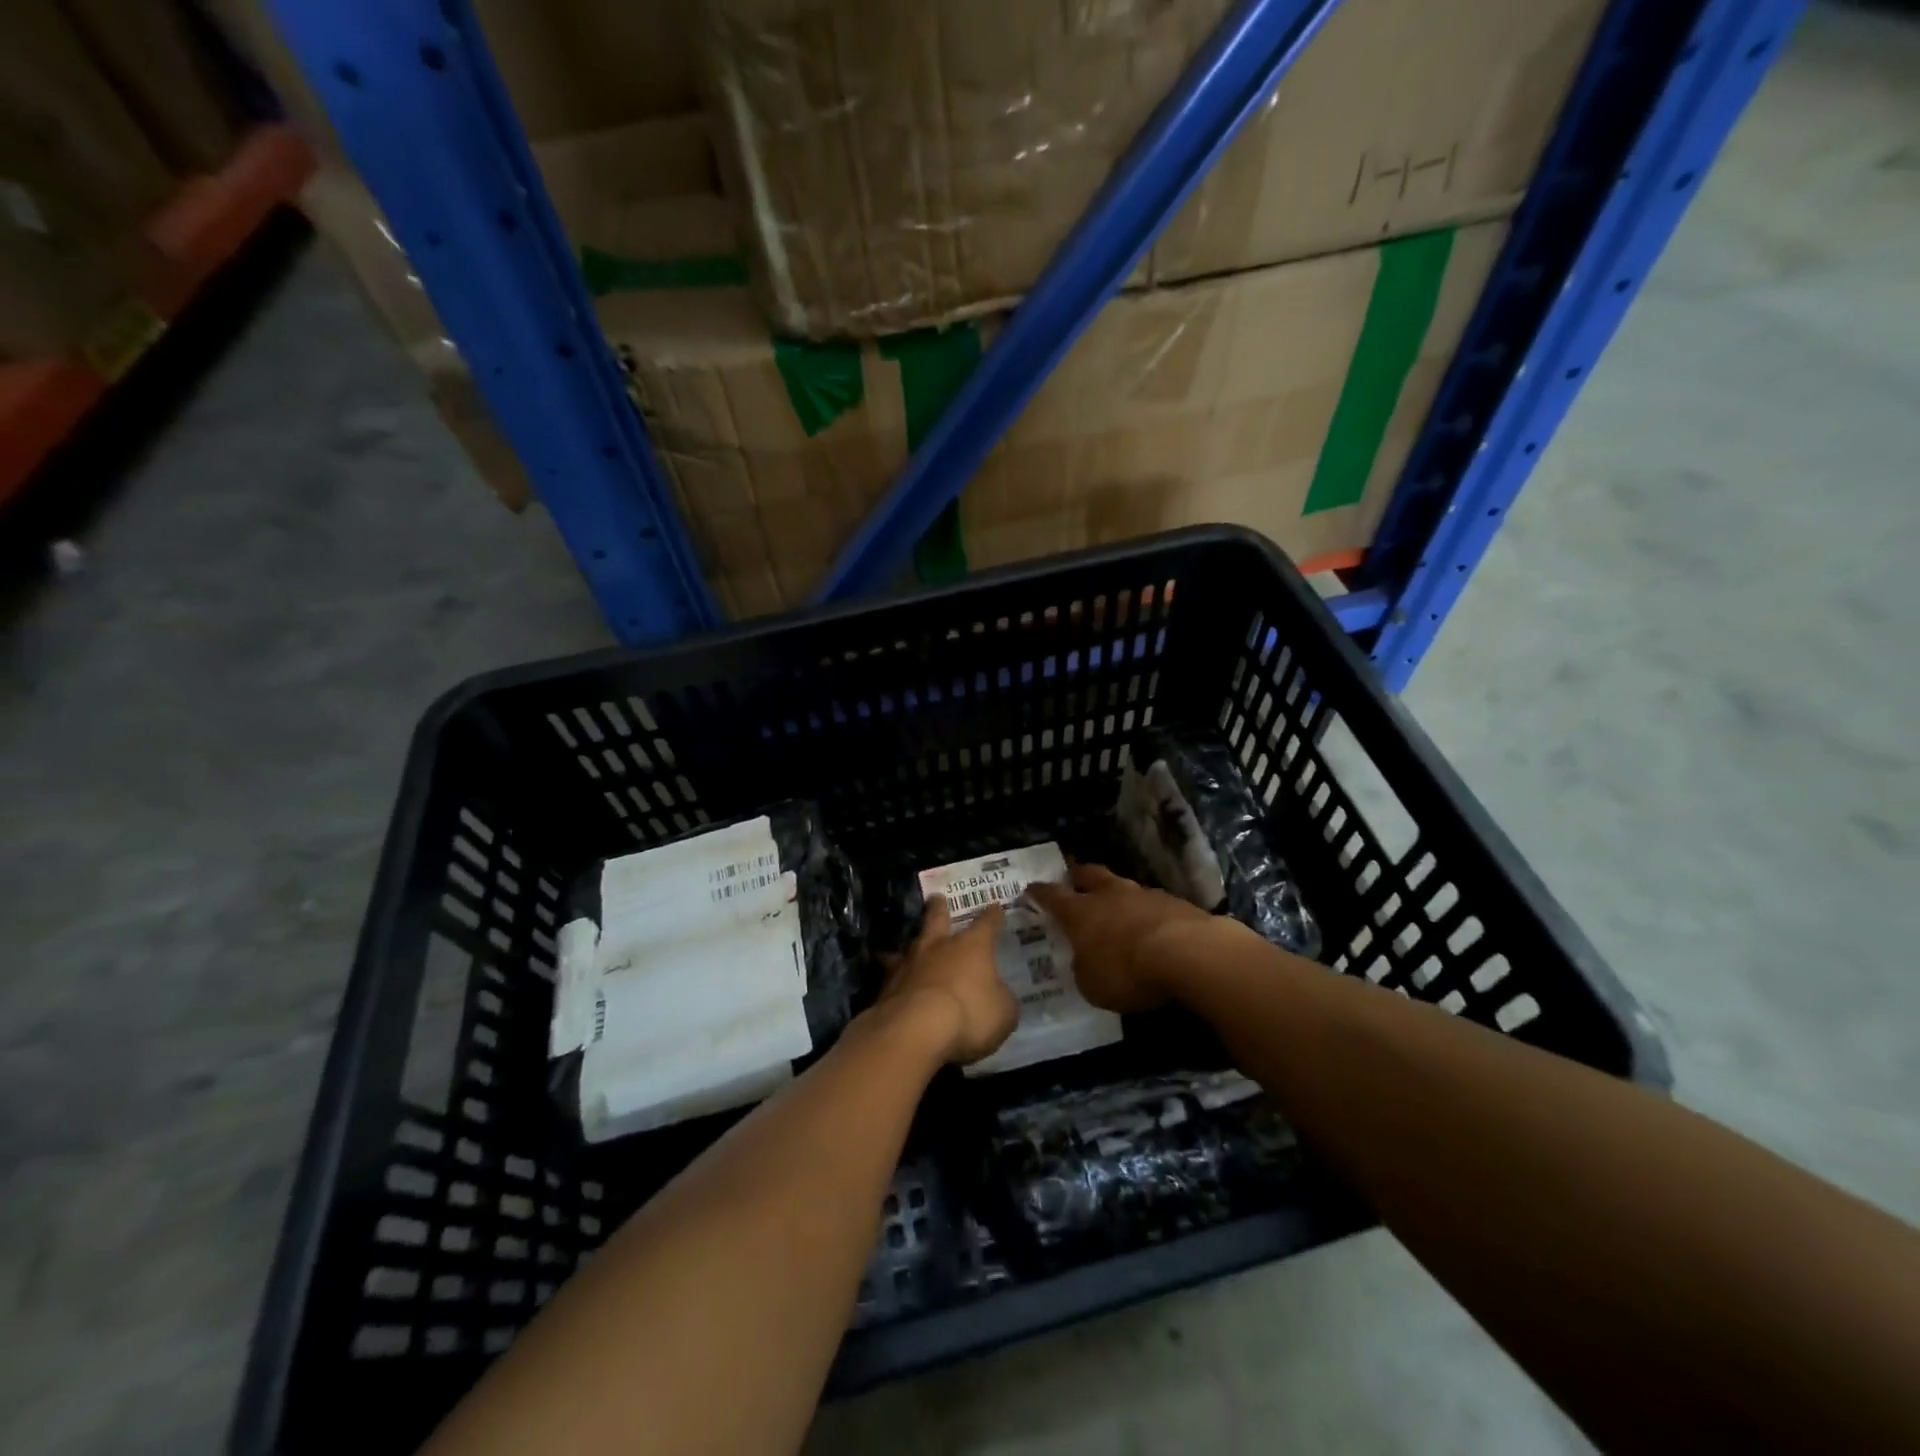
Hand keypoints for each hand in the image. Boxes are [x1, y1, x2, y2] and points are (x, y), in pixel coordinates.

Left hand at [875, 896, 1018, 1065]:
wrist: (916, 1029)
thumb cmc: (969, 1014)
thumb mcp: (1003, 1012)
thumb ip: (1001, 1000)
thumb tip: (998, 996)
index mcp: (973, 947)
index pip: (986, 924)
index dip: (992, 916)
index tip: (995, 907)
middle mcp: (939, 946)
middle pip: (937, 918)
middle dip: (938, 908)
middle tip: (936, 898)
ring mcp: (910, 963)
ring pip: (909, 944)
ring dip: (910, 944)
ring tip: (903, 946)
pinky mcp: (887, 986)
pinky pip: (890, 975)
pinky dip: (892, 977)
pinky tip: (890, 982)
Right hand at [1025, 863, 1216, 1013]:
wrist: (1188, 954)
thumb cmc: (1127, 971)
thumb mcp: (1092, 985)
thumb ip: (1084, 969)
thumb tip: (1086, 962)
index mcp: (1081, 912)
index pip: (1053, 896)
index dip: (1040, 893)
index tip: (1031, 888)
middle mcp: (1109, 895)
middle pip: (1089, 875)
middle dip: (1078, 876)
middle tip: (1072, 878)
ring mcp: (1144, 895)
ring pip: (1122, 886)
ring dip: (1116, 894)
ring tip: (1115, 905)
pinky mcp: (1175, 903)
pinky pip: (1152, 903)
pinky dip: (1146, 912)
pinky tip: (1150, 925)